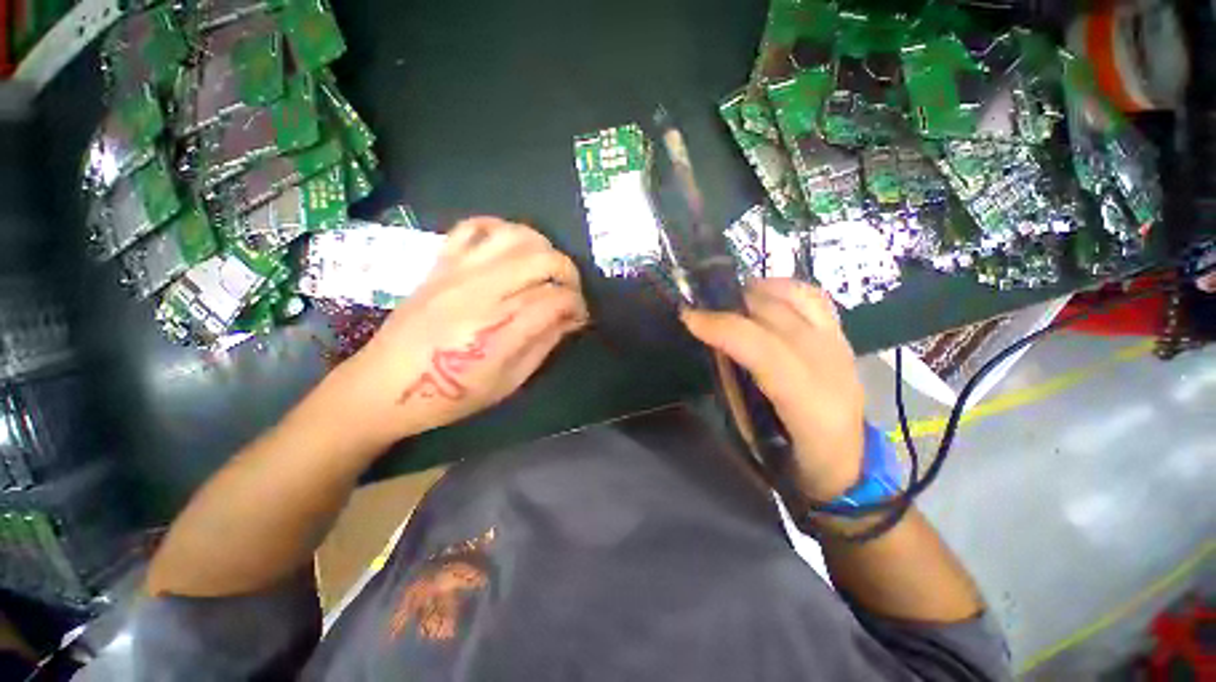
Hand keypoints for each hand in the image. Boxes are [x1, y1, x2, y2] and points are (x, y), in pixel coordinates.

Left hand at [326, 217, 588, 448]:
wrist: (383, 386)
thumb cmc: (451, 395)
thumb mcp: (508, 382)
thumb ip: (544, 345)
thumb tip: (570, 318)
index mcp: (499, 331)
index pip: (557, 300)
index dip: (578, 306)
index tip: (579, 317)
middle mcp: (482, 293)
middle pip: (544, 260)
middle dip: (569, 274)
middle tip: (569, 293)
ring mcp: (458, 273)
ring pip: (516, 236)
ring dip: (543, 248)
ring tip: (546, 270)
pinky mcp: (441, 264)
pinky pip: (473, 226)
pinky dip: (501, 229)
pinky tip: (511, 250)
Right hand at [681, 279, 863, 500]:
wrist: (850, 465)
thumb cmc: (795, 461)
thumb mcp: (754, 437)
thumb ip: (734, 389)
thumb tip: (714, 347)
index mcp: (809, 402)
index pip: (763, 349)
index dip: (722, 327)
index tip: (689, 318)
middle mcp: (830, 365)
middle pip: (777, 315)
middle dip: (730, 304)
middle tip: (700, 308)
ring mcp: (841, 346)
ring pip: (797, 297)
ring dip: (756, 291)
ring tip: (728, 300)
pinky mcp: (841, 337)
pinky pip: (812, 297)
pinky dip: (781, 289)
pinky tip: (761, 296)